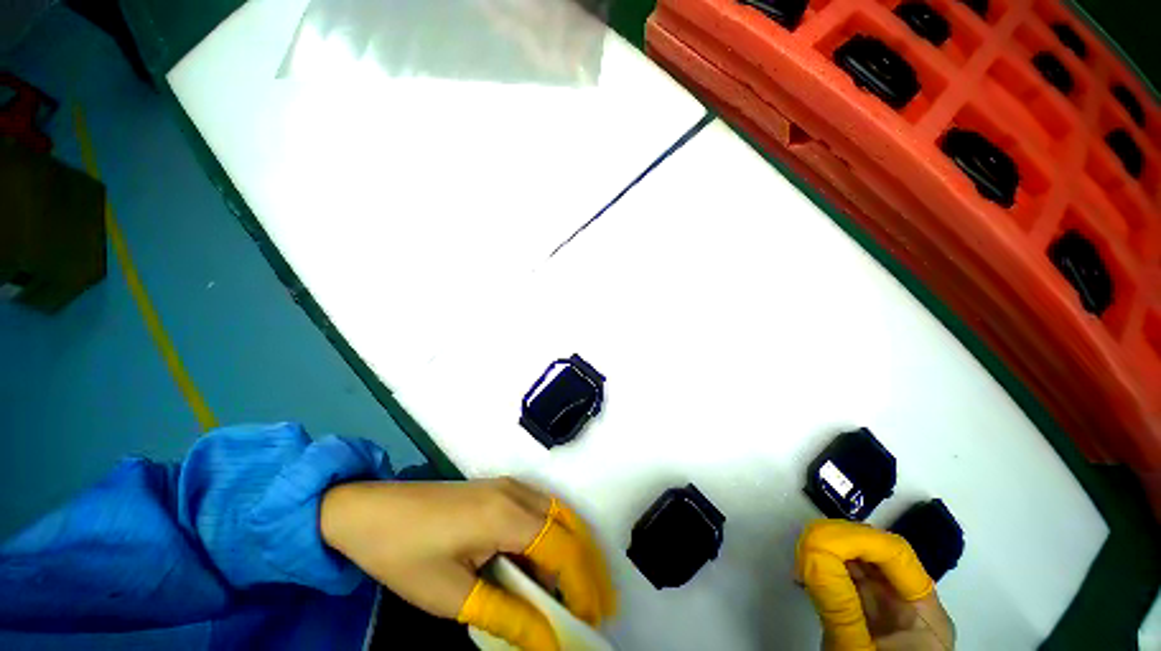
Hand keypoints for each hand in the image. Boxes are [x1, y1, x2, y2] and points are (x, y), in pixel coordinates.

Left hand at [320, 477, 616, 649]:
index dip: (582, 584)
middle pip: (568, 525)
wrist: (370, 511)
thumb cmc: (406, 554)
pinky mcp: (499, 488)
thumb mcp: (451, 596)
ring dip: (572, 549)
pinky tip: (545, 564)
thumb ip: (504, 615)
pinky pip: (539, 509)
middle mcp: (516, 493)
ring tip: (576, 590)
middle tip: (594, 606)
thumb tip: (547, 641)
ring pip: (557, 514)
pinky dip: (552, 537)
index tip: (590, 619)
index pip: (562, 548)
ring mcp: (509, 486)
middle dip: (587, 566)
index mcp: (506, 515)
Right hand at [796, 520, 954, 650]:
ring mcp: (889, 612)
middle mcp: (910, 604)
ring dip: (829, 558)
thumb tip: (810, 554)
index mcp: (925, 611)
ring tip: (801, 560)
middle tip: (804, 546)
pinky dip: (827, 575)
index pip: (896, 554)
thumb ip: (839, 606)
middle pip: (877, 557)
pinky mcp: (868, 618)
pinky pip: (849, 585)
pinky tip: (807, 575)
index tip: (819, 536)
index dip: (859, 537)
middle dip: (839, 544)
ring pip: (860, 569)